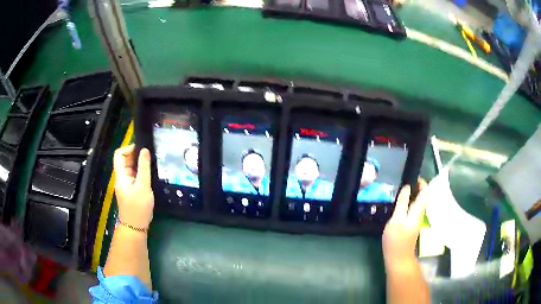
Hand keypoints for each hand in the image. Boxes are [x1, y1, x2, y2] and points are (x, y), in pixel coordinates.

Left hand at [113, 144, 153, 228]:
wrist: (135, 227)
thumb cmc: (138, 207)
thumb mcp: (143, 186)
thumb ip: (144, 167)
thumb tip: (145, 150)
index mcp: (121, 175)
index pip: (119, 154)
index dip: (128, 148)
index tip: (141, 150)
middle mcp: (121, 178)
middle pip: (125, 160)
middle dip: (136, 156)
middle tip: (150, 157)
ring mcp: (125, 184)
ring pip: (130, 168)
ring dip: (139, 165)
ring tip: (152, 166)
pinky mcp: (130, 190)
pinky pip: (134, 176)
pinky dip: (140, 173)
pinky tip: (149, 176)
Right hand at [383, 179, 426, 267]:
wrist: (398, 258)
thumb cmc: (396, 239)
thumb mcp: (396, 219)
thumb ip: (402, 203)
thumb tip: (406, 187)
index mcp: (418, 210)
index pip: (425, 191)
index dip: (421, 182)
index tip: (412, 175)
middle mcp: (419, 213)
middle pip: (422, 196)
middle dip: (416, 186)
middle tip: (403, 181)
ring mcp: (415, 219)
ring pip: (417, 202)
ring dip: (412, 194)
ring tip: (399, 190)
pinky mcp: (410, 225)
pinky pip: (412, 208)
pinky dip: (408, 202)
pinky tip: (398, 204)